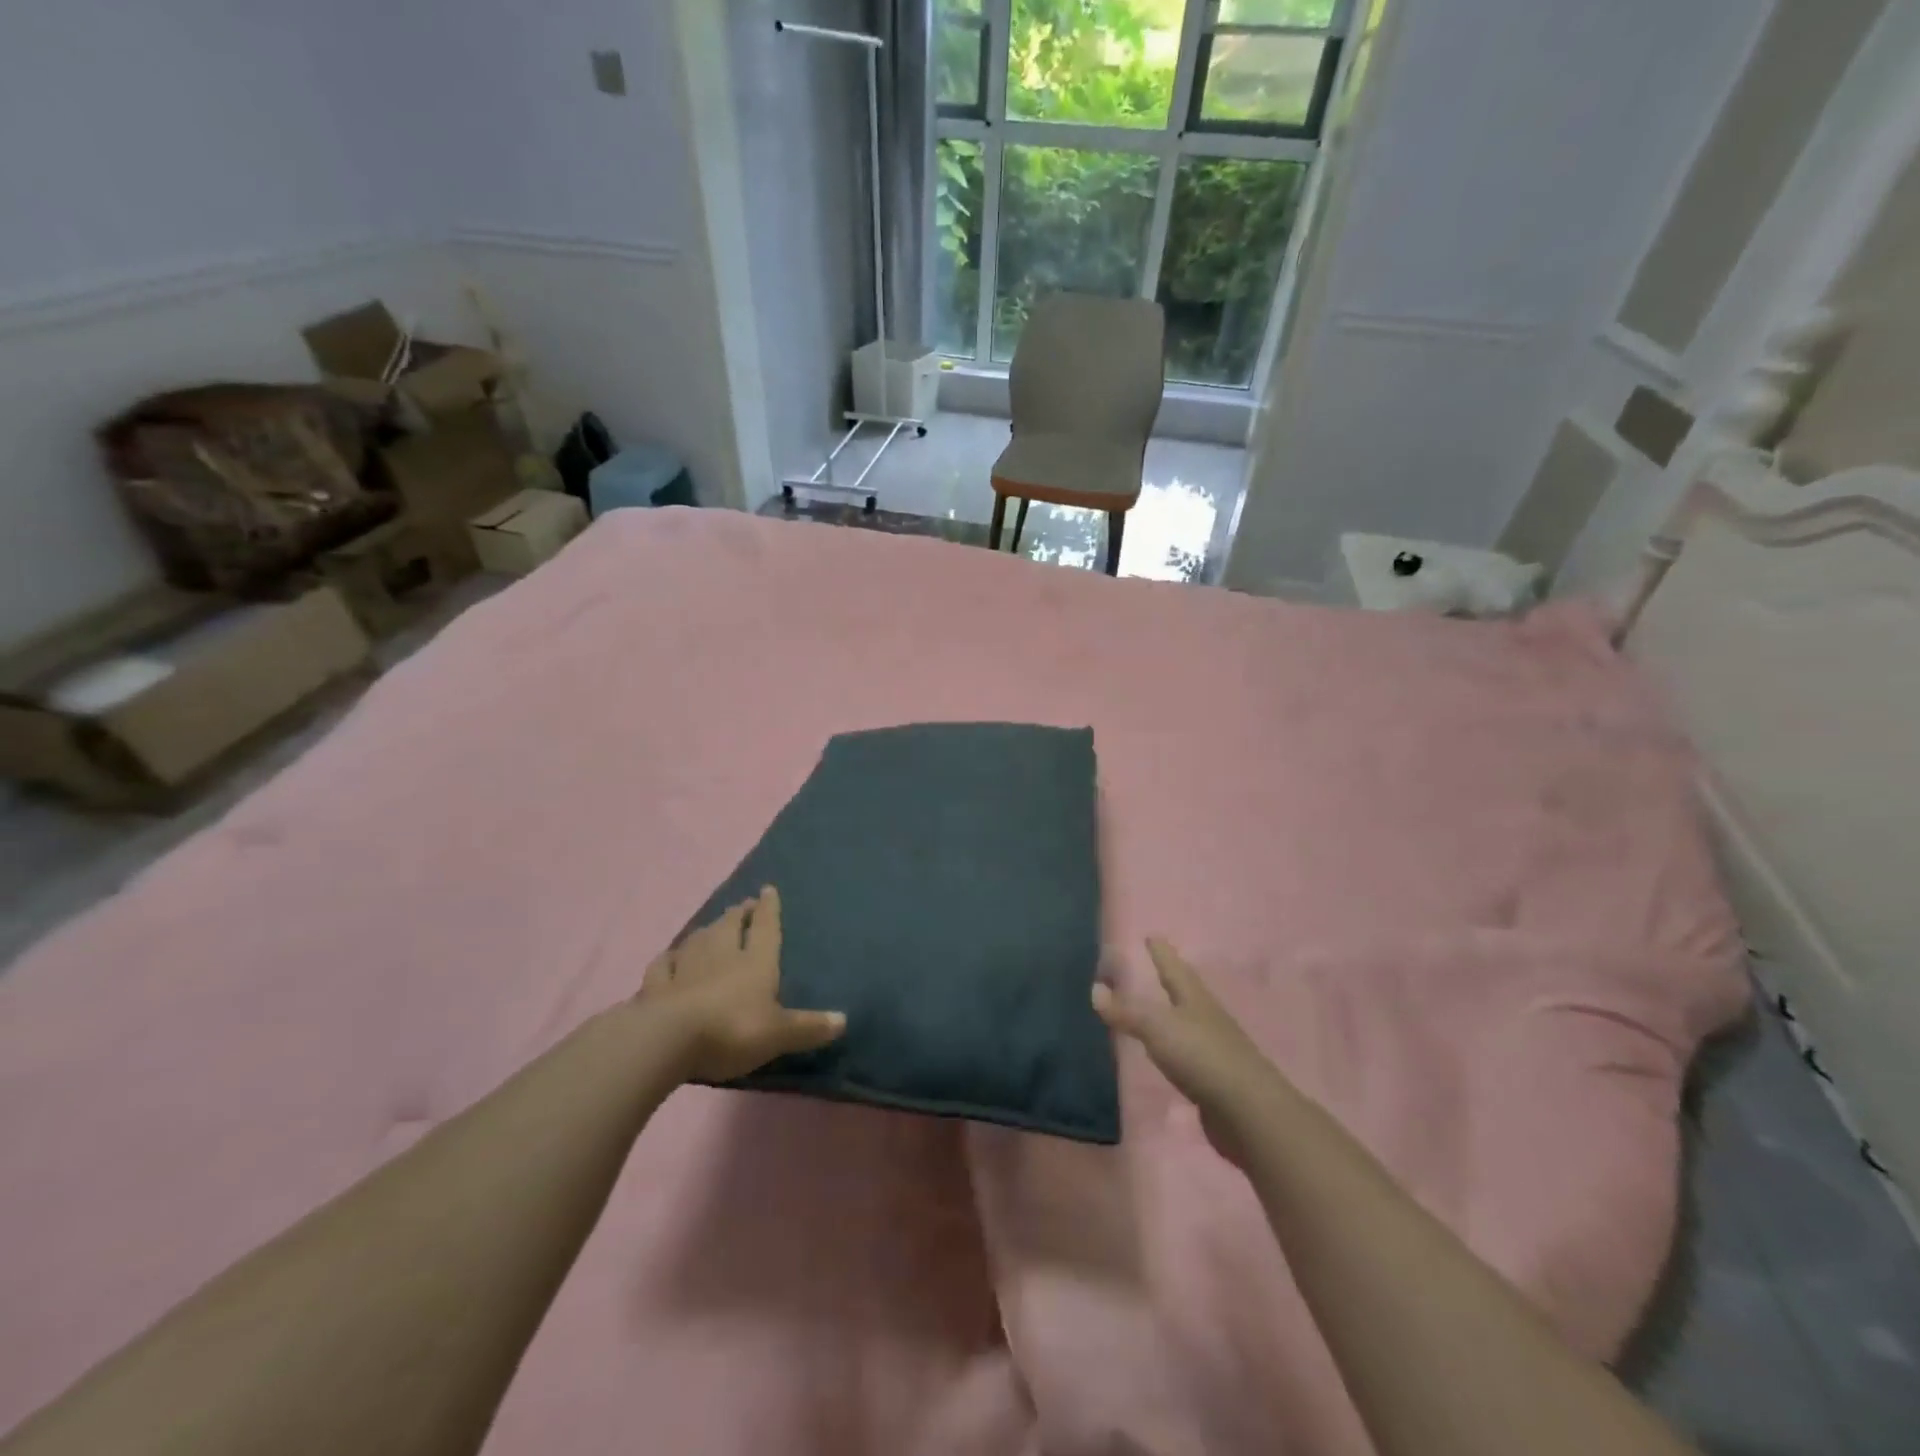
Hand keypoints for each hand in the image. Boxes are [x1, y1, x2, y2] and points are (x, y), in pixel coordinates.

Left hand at [640, 887, 845, 1082]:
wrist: (668, 1039)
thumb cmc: (734, 1030)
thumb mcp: (779, 1033)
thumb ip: (809, 1027)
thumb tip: (844, 1020)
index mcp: (755, 961)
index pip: (764, 927)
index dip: (768, 908)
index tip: (767, 889)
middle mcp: (721, 954)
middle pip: (729, 926)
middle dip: (737, 914)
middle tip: (741, 906)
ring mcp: (685, 967)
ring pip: (697, 939)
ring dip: (706, 930)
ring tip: (711, 927)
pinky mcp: (656, 985)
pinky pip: (663, 965)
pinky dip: (668, 959)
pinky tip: (669, 958)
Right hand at [1093, 937, 1286, 1164]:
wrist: (1248, 1112)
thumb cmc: (1201, 1056)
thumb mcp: (1157, 1028)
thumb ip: (1126, 1011)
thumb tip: (1095, 989)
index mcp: (1194, 998)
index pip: (1174, 967)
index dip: (1161, 952)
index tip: (1152, 935)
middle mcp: (1206, 1017)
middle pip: (1186, 992)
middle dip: (1171, 978)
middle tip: (1156, 966)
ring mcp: (1214, 1048)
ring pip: (1188, 1022)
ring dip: (1172, 1013)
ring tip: (1157, 1008)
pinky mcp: (1215, 1079)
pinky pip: (1188, 1054)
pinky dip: (1175, 1047)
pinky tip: (1167, 1054)